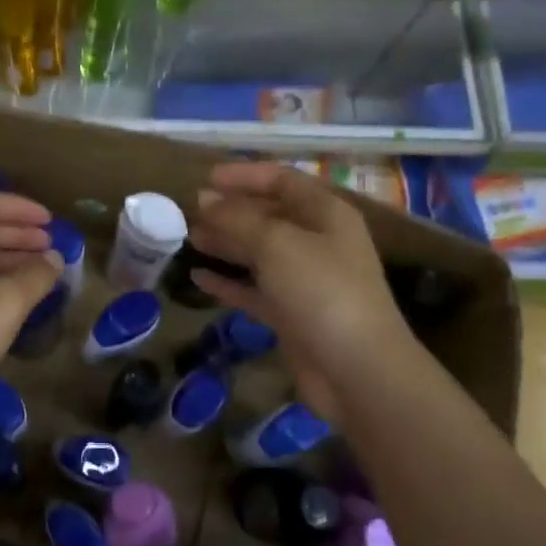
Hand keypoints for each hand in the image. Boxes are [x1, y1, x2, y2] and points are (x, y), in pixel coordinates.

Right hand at [189, 162, 413, 416]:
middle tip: (191, 212)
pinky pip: (254, 290)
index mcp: (325, 214)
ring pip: (260, 253)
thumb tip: (204, 199)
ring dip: (227, 244)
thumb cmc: (321, 291)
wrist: (356, 369)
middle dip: (232, 211)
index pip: (282, 181)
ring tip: (190, 238)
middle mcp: (318, 242)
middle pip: (270, 216)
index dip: (245, 176)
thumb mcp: (276, 243)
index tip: (205, 178)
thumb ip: (237, 219)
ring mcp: (305, 281)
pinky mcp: (292, 315)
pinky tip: (200, 278)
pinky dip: (229, 282)